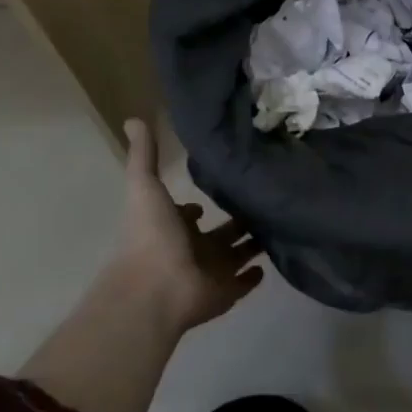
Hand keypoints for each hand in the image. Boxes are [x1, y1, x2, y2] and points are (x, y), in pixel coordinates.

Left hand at [112, 117, 264, 332]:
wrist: (154, 290)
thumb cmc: (151, 236)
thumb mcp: (146, 186)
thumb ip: (144, 155)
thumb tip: (134, 118)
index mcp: (172, 227)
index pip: (189, 214)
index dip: (198, 206)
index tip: (222, 189)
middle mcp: (191, 249)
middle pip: (219, 235)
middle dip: (237, 221)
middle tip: (265, 202)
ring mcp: (209, 273)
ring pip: (236, 256)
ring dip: (252, 245)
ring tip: (278, 225)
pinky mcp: (225, 293)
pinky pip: (244, 284)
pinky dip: (254, 276)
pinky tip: (270, 263)